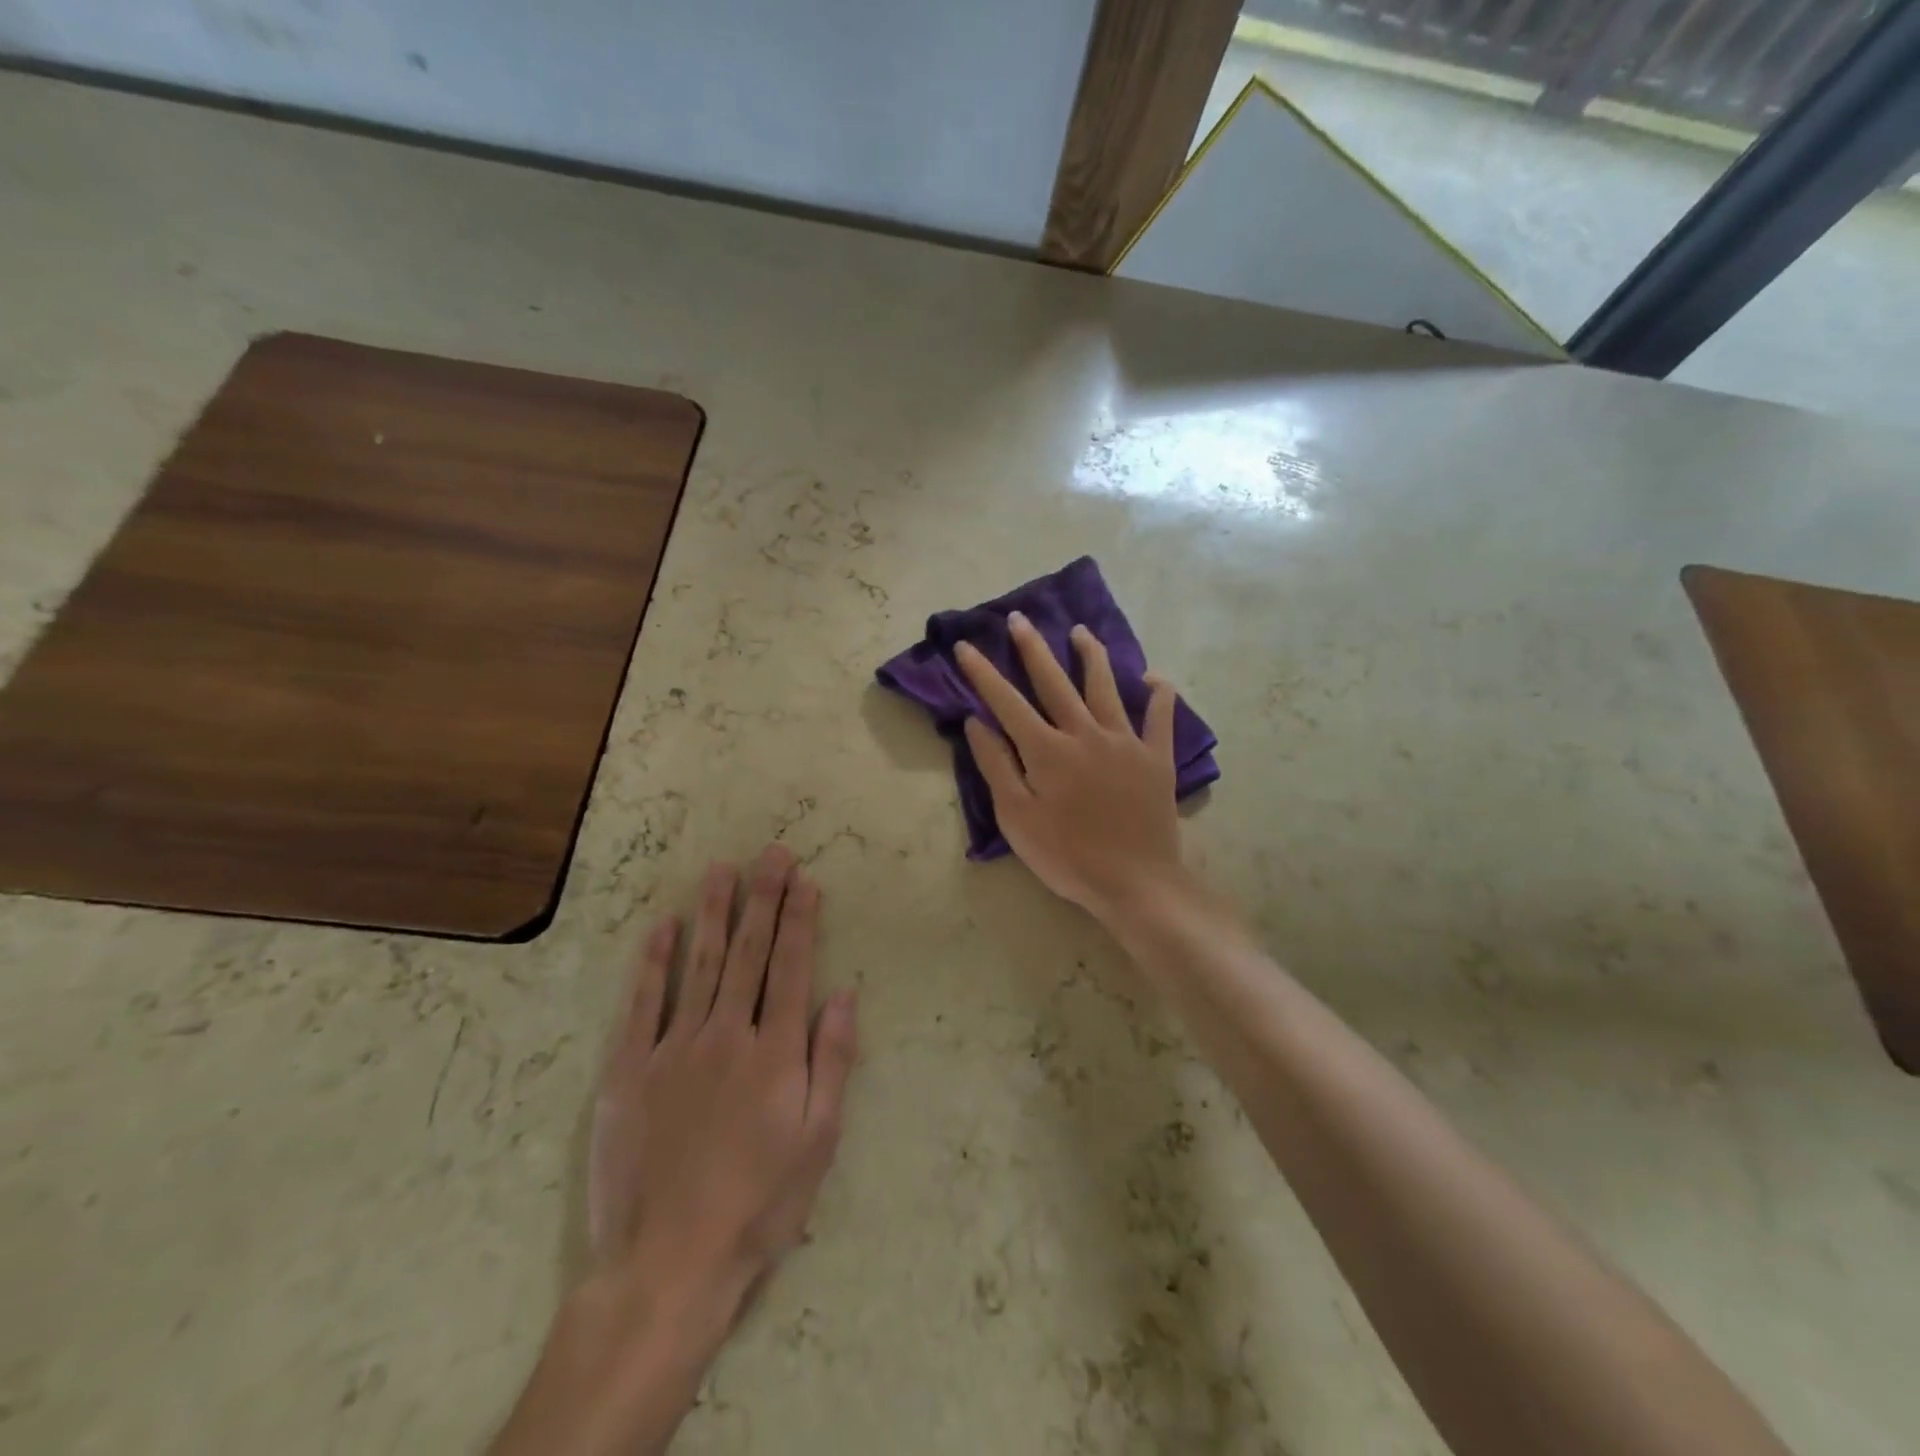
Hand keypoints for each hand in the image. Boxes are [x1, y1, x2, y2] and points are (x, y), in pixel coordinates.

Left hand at [590, 843, 858, 1292]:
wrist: (669, 1263)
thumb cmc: (760, 1203)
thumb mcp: (819, 1140)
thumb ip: (832, 1061)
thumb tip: (844, 994)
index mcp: (776, 1052)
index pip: (793, 968)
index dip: (801, 920)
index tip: (806, 880)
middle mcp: (727, 1034)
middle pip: (750, 953)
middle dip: (764, 899)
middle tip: (771, 854)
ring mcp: (674, 1048)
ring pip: (700, 965)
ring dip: (714, 914)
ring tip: (722, 871)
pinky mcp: (629, 1070)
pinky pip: (643, 1003)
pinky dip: (654, 961)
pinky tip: (663, 927)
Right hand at [957, 612, 1187, 919]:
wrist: (1135, 882)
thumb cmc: (1067, 856)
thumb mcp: (1016, 818)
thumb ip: (996, 766)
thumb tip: (977, 722)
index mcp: (1046, 750)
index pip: (1007, 702)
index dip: (983, 673)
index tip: (965, 646)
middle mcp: (1085, 734)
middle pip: (1055, 682)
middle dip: (1033, 649)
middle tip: (1020, 619)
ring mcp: (1125, 742)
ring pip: (1105, 688)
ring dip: (1092, 656)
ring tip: (1081, 631)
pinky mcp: (1156, 758)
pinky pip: (1160, 718)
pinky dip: (1159, 696)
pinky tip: (1154, 679)